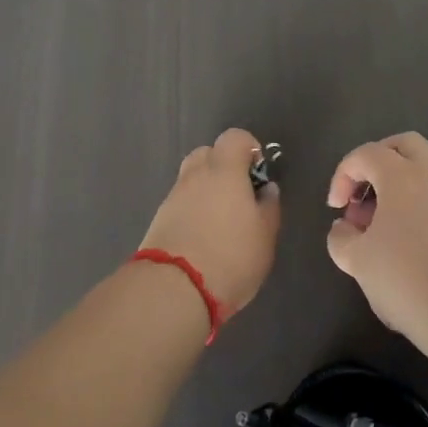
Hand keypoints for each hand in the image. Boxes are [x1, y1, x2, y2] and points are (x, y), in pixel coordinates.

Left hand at [139, 128, 281, 317]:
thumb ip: (268, 207)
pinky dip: (192, 211)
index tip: (257, 175)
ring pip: (192, 180)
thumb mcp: (265, 235)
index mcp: (224, 169)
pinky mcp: (159, 219)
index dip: (249, 149)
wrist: (174, 289)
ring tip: (221, 223)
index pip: (235, 137)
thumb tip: (266, 189)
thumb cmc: (230, 256)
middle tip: (238, 197)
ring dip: (206, 191)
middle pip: (208, 154)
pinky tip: (202, 238)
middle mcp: (195, 175)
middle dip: (223, 168)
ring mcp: (173, 196)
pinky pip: (181, 203)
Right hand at [326, 132, 427, 342]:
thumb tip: (344, 228)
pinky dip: (414, 213)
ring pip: (424, 176)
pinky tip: (403, 250)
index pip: (367, 154)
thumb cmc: (406, 278)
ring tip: (378, 230)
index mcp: (402, 176)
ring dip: (397, 191)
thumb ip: (341, 239)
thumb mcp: (358, 261)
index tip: (336, 208)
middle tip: (364, 191)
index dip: (343, 174)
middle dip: (379, 160)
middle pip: (406, 146)